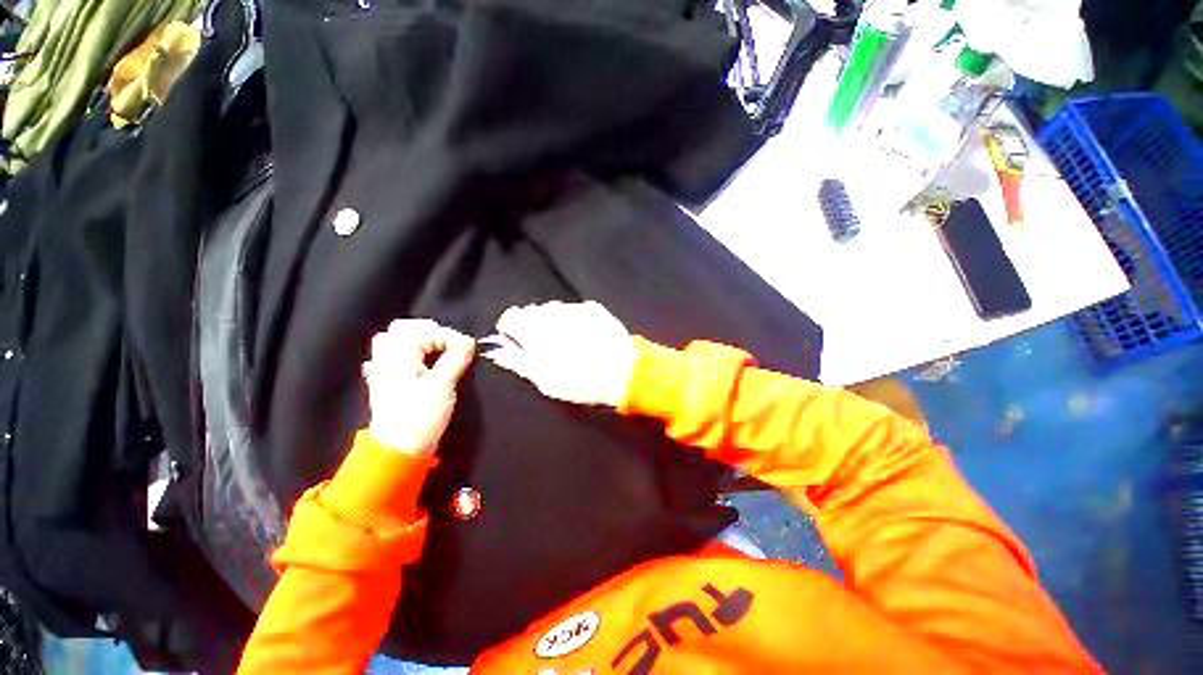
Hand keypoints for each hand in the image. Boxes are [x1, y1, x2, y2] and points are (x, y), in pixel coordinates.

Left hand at [362, 320, 474, 454]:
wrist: (399, 449)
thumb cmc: (421, 415)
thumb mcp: (444, 384)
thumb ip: (456, 358)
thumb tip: (468, 341)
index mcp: (399, 355)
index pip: (425, 331)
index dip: (448, 336)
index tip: (465, 349)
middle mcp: (386, 359)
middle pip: (401, 330)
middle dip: (427, 331)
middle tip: (447, 343)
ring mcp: (382, 373)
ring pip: (392, 344)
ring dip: (413, 342)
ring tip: (432, 351)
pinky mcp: (384, 386)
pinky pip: (388, 361)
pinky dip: (403, 358)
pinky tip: (415, 367)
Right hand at [483, 301, 634, 406]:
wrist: (623, 372)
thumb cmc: (580, 381)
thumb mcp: (544, 380)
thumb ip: (518, 361)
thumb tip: (497, 352)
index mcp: (534, 330)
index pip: (509, 317)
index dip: (510, 330)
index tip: (515, 341)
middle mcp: (552, 313)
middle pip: (531, 312)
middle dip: (531, 325)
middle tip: (543, 346)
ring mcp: (573, 308)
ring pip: (552, 309)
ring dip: (552, 321)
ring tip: (565, 341)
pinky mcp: (593, 308)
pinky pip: (573, 309)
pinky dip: (571, 319)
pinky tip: (582, 335)